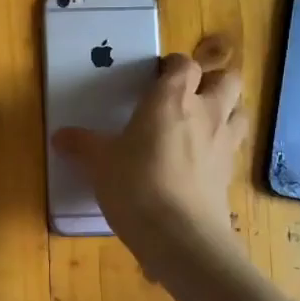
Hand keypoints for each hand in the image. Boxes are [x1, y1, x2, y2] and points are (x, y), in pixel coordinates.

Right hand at [54, 37, 246, 259]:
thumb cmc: (135, 185)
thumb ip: (82, 145)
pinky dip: (223, 145)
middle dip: (212, 81)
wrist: (180, 235)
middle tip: (188, 95)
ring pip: (240, 110)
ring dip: (227, 109)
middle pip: (227, 79)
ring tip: (204, 122)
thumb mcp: (100, 163)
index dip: (173, 66)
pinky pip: (234, 146)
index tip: (158, 75)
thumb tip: (60, 136)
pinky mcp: (230, 173)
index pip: (183, 64)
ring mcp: (224, 142)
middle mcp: (205, 112)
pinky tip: (203, 159)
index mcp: (171, 99)